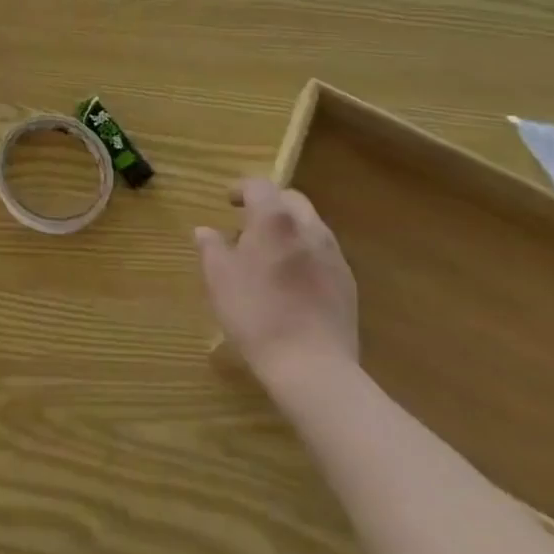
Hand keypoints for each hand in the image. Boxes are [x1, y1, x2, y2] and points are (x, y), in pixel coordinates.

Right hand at [196, 179, 357, 390]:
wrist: (313, 368)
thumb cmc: (257, 314)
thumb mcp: (219, 278)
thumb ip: (211, 247)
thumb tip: (205, 231)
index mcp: (274, 219)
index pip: (259, 185)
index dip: (241, 189)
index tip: (228, 202)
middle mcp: (308, 227)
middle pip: (290, 199)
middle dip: (270, 204)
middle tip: (249, 224)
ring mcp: (333, 255)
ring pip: (310, 225)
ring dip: (290, 228)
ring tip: (271, 254)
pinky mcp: (348, 283)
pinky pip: (324, 253)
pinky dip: (306, 253)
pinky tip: (294, 281)